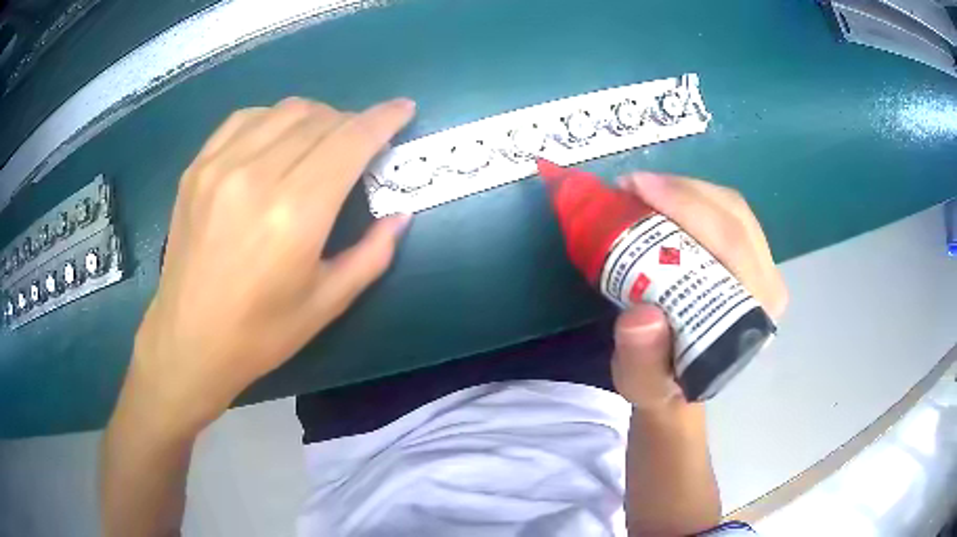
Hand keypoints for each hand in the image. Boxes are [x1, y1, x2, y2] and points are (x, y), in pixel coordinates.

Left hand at [125, 97, 414, 434]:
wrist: (188, 340)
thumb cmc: (261, 333)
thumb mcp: (327, 303)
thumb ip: (372, 254)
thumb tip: (400, 215)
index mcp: (295, 213)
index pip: (351, 141)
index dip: (384, 119)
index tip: (403, 109)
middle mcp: (257, 176)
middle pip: (321, 119)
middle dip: (352, 123)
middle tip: (360, 146)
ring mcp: (220, 166)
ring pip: (285, 110)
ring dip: (316, 117)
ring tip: (320, 142)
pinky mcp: (197, 167)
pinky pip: (246, 118)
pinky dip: (273, 119)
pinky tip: (276, 141)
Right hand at [610, 172, 787, 409]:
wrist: (679, 384)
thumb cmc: (662, 382)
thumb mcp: (642, 384)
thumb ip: (642, 360)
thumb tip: (642, 315)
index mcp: (751, 317)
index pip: (732, 244)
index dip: (686, 207)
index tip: (636, 190)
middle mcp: (768, 288)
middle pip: (734, 216)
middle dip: (682, 190)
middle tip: (631, 185)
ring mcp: (765, 270)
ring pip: (733, 207)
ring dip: (686, 189)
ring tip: (642, 189)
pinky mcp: (753, 259)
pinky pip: (728, 212)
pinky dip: (693, 196)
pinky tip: (663, 198)